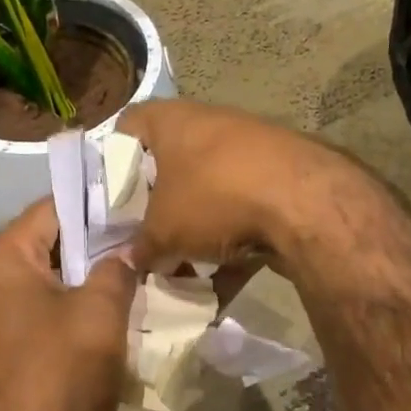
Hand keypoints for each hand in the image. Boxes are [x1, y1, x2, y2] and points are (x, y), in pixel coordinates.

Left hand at [0, 198, 139, 410]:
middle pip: (57, 247)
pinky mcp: (23, 357)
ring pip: (62, 286)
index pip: (51, 209)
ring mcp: (7, 325)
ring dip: (101, 282)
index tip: (139, 198)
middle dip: (104, 244)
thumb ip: (117, 268)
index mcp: (5, 263)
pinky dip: (91, 315)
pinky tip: (131, 316)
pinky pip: (60, 320)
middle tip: (153, 237)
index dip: (96, 200)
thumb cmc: (62, 373)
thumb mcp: (100, 311)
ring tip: (150, 273)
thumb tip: (130, 248)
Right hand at [116, 100, 341, 273]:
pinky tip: (218, 290)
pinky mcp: (279, 183)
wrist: (303, 203)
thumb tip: (130, 261)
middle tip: (141, 241)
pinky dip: (230, 249)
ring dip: (193, 234)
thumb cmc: (212, 197)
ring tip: (179, 273)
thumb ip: (141, 247)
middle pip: (169, 168)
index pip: (126, 127)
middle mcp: (209, 126)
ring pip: (207, 196)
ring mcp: (248, 153)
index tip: (106, 198)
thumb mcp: (163, 230)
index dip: (111, 161)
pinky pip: (242, 217)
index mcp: (171, 121)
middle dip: (156, 209)